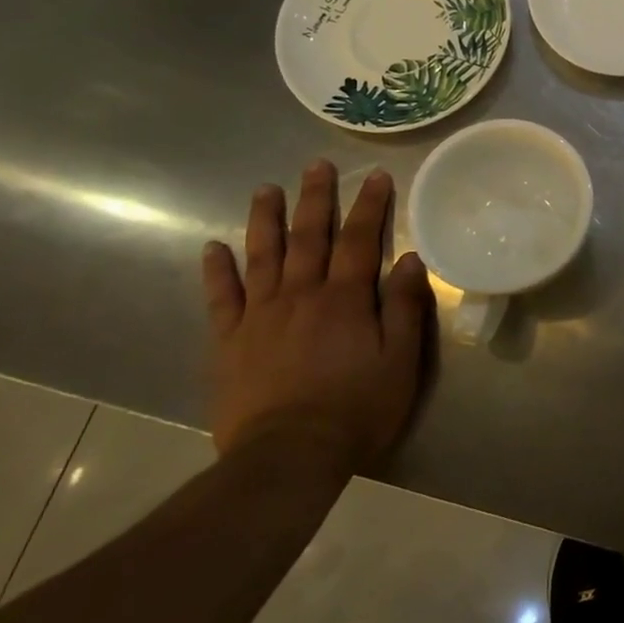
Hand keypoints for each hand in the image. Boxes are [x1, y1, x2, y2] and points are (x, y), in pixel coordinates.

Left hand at [201, 160, 436, 473]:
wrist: (288, 457)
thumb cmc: (357, 408)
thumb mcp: (401, 360)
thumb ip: (406, 307)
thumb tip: (411, 258)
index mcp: (346, 299)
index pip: (360, 240)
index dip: (370, 205)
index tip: (376, 175)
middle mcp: (302, 295)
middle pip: (309, 237)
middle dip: (316, 199)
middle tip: (317, 165)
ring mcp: (260, 316)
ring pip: (263, 256)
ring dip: (265, 219)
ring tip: (265, 188)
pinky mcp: (229, 342)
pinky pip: (221, 298)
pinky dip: (216, 271)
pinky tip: (213, 247)